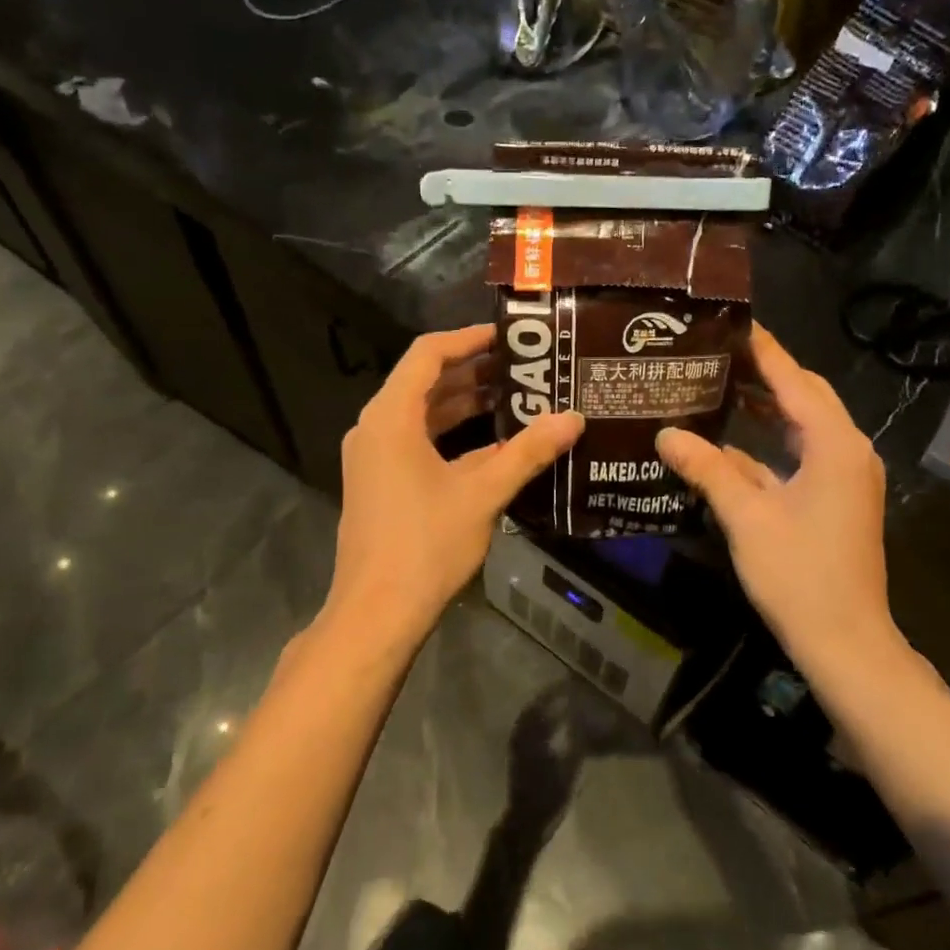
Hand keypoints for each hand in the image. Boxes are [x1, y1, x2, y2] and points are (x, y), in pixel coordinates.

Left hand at [327, 324, 582, 645]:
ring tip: (516, 396)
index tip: (509, 336)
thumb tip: (574, 419)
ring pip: (422, 414)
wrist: (376, 613)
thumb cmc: (426, 545)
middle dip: (473, 371)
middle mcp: (376, 428)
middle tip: (524, 366)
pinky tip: (495, 443)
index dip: (468, 338)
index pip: (428, 354)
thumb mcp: (482, 493)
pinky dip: (453, 435)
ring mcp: (375, 457)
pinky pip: (418, 441)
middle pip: (425, 382)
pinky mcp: (381, 482)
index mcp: (390, 417)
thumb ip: (528, 452)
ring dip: (465, 403)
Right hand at [656, 325, 900, 670]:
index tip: (731, 322)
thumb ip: (707, 469)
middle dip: (765, 372)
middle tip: (717, 352)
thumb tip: (666, 434)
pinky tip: (732, 441)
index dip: (763, 350)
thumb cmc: (799, 575)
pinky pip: (804, 452)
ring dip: (769, 405)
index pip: (794, 380)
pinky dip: (772, 441)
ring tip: (720, 384)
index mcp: (834, 444)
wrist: (846, 641)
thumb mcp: (746, 517)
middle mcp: (848, 450)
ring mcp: (846, 476)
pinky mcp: (838, 497)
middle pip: (805, 395)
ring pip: (805, 424)